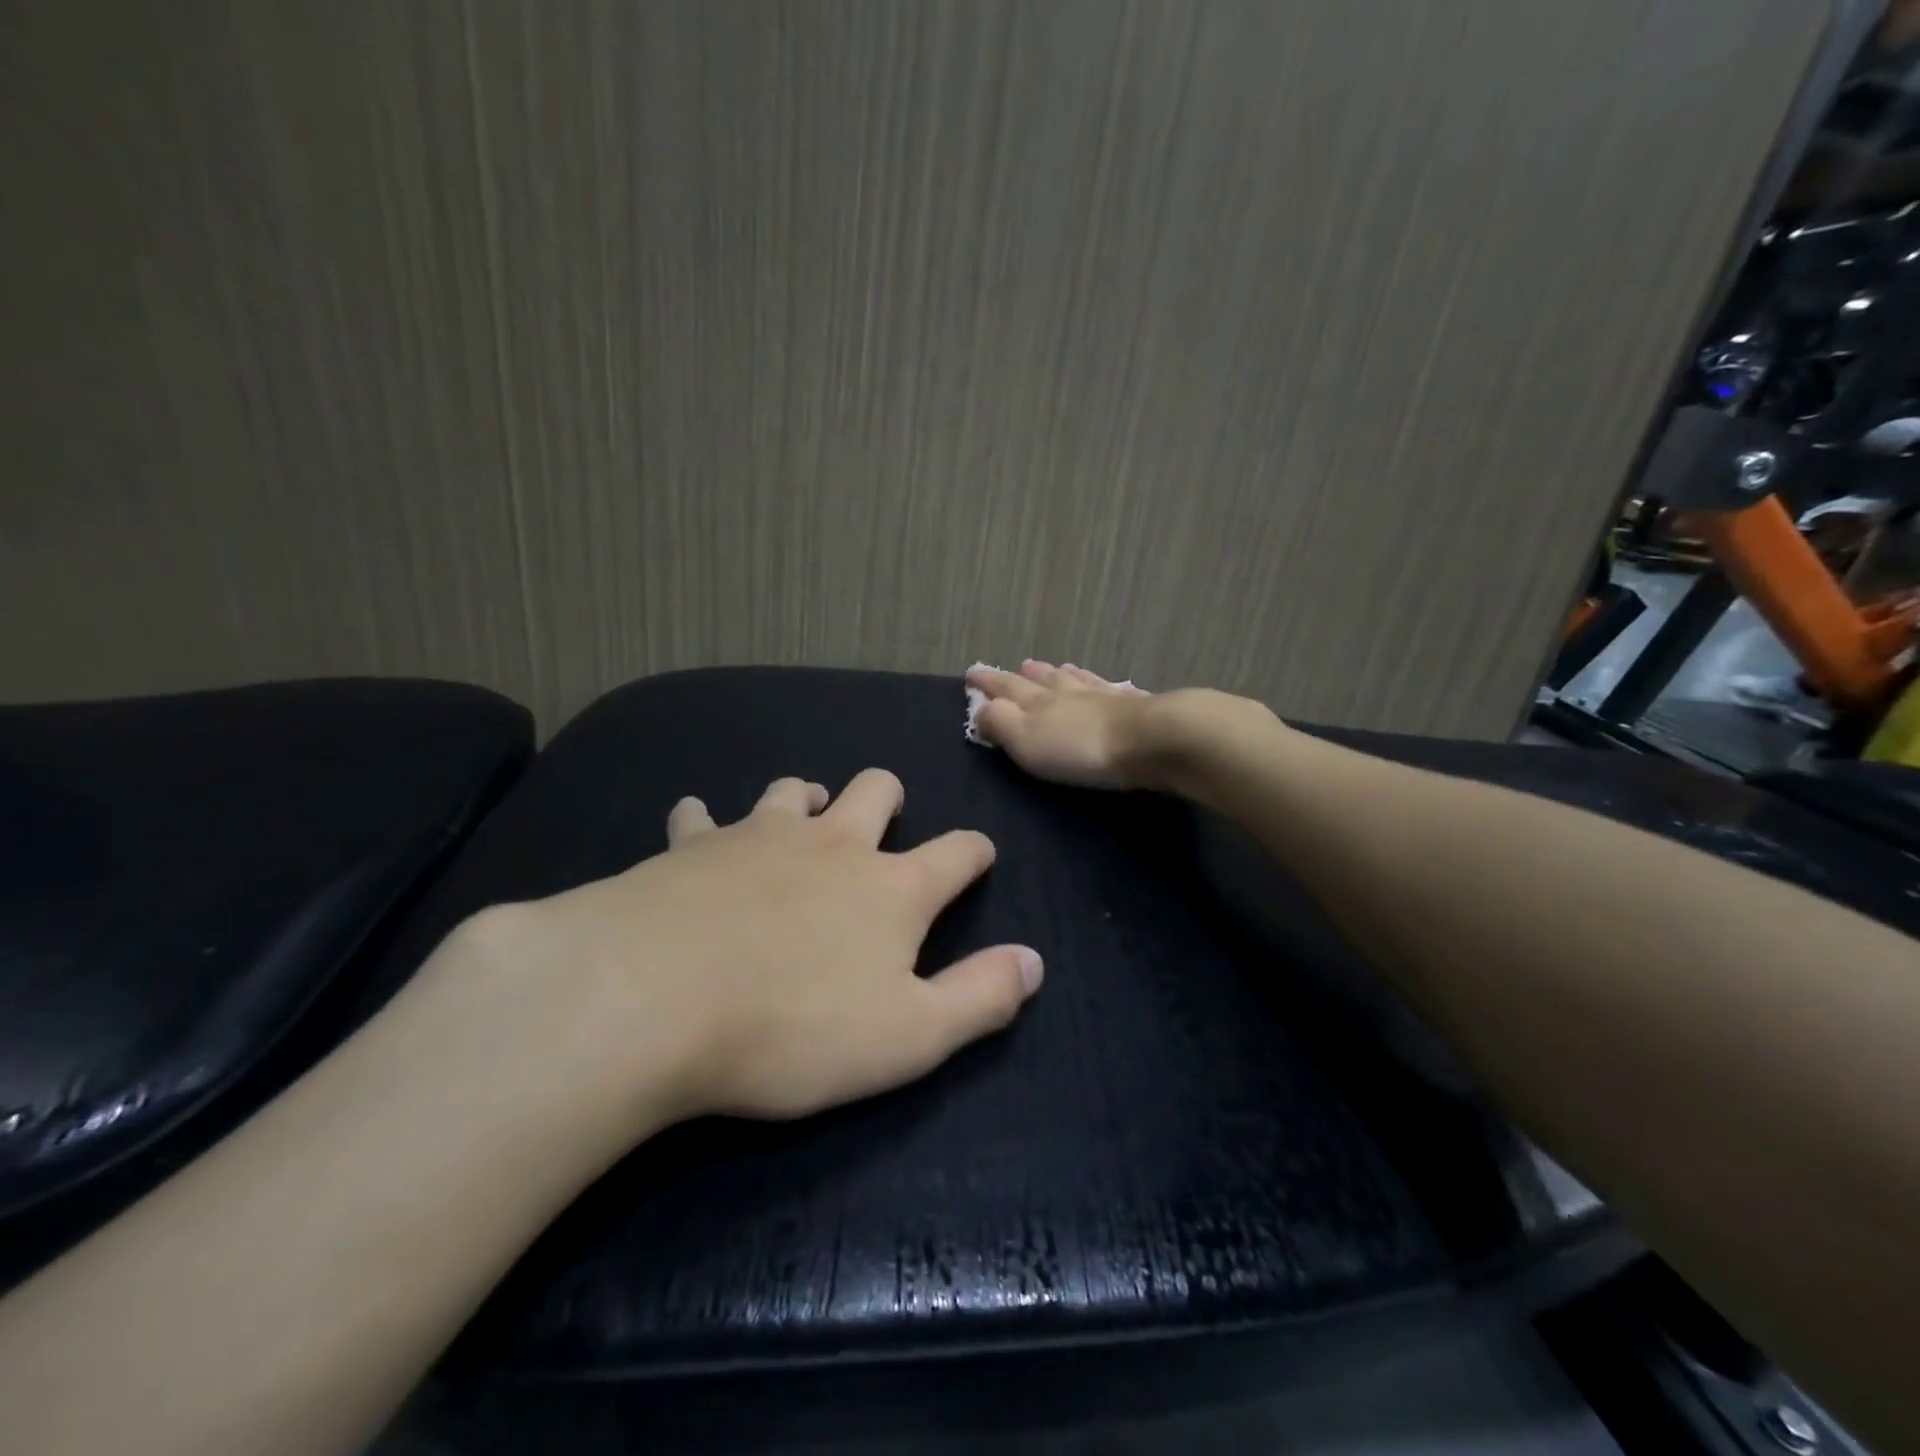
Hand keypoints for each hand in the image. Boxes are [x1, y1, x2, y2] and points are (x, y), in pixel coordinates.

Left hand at [455, 769, 1042, 1133]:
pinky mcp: (693, 845)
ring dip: (807, 796)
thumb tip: (1033, 962)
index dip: (974, 851)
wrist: (651, 1000)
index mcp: (892, 889)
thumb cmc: (792, 1029)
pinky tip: (698, 827)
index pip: (957, 852)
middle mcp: (833, 845)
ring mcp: (760, 835)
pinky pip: (701, 815)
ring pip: (794, 790)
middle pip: (875, 791)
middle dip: (888, 796)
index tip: (979, 856)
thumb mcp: (908, 1037)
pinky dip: (706, 819)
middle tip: (885, 813)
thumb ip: (979, 997)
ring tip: (805, 810)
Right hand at [966, 661, 1153, 789]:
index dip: (987, 681)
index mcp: (1036, 701)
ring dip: (1058, 674)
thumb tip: (980, 708)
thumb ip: (999, 723)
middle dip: (1023, 675)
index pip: (1005, 687)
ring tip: (1052, 668)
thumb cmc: (1079, 747)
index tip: (972, 673)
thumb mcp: (1025, 740)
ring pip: (1073, 679)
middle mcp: (1066, 691)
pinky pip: (1107, 688)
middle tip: (1016, 667)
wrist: (1148, 739)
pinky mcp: (1132, 705)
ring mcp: (1101, 695)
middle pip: (1040, 679)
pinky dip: (1095, 682)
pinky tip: (1102, 683)